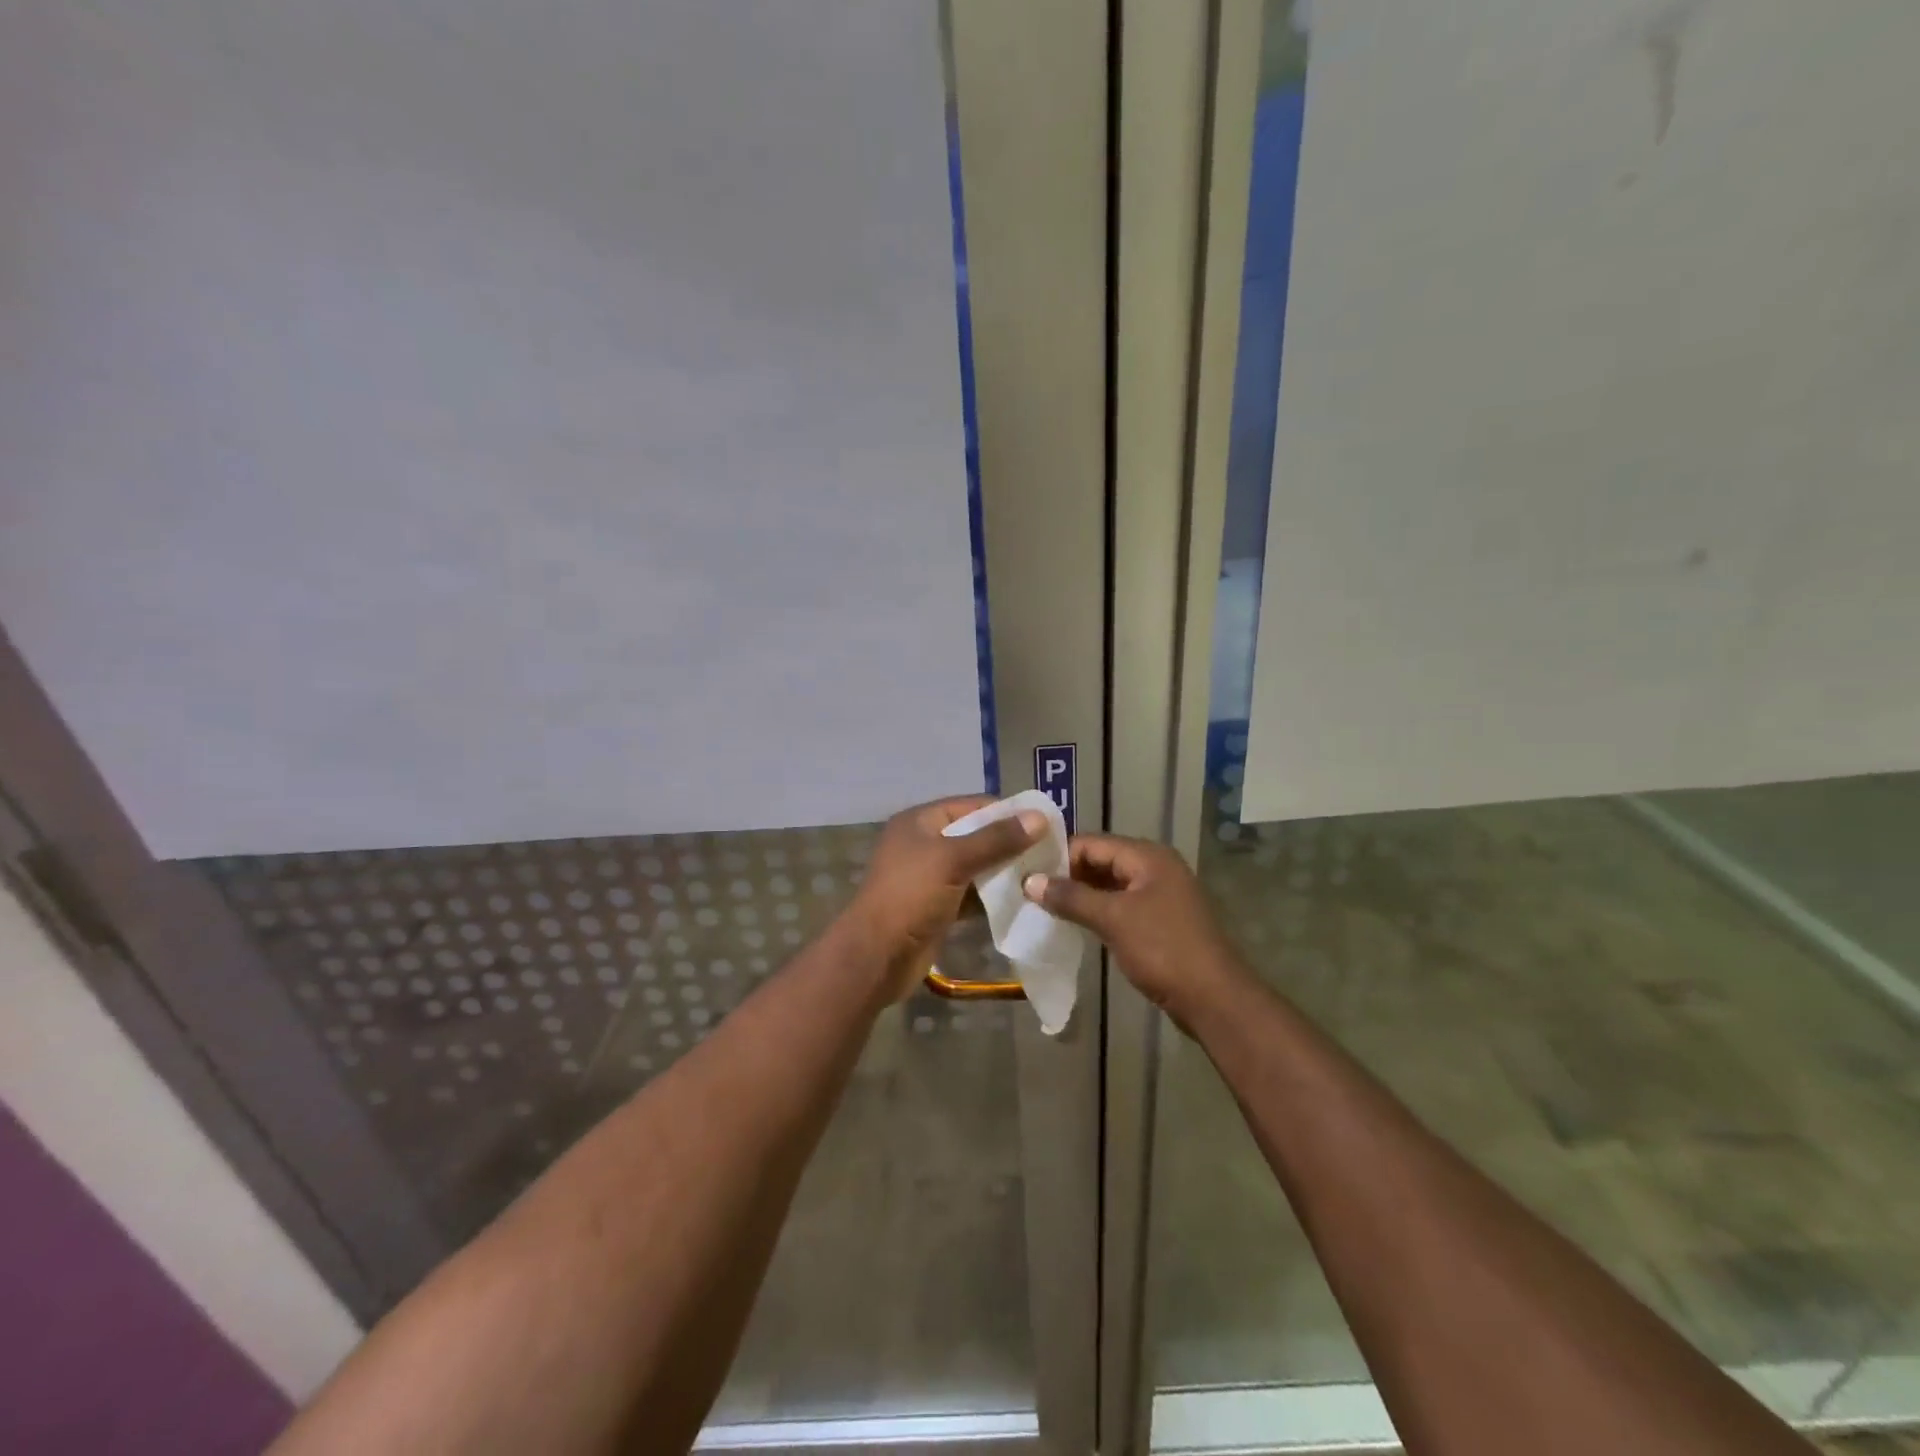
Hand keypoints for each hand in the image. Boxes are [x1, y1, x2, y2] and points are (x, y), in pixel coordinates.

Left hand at [846, 796, 1047, 999]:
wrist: (876, 957)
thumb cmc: (910, 897)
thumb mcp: (953, 860)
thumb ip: (996, 839)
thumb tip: (1039, 817)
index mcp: (921, 822)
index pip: (972, 805)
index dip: (1008, 812)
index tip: (1046, 824)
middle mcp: (925, 843)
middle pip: (976, 835)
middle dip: (1010, 844)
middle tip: (1050, 853)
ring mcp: (930, 877)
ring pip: (976, 866)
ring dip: (1005, 872)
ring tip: (1042, 876)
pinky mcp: (938, 906)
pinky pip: (972, 893)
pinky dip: (993, 897)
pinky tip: (1022, 901)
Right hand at [1022, 834, 1245, 1025]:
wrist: (1214, 998)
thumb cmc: (1163, 949)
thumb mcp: (1113, 919)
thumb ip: (1071, 897)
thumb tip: (1029, 881)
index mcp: (1148, 856)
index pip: (1092, 843)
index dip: (1059, 855)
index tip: (1026, 871)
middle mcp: (1155, 867)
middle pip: (1101, 860)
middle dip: (1067, 874)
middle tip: (1029, 889)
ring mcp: (1159, 894)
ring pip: (1110, 884)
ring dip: (1080, 893)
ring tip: (1043, 905)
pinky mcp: (1160, 920)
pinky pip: (1120, 904)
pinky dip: (1097, 910)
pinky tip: (1073, 922)